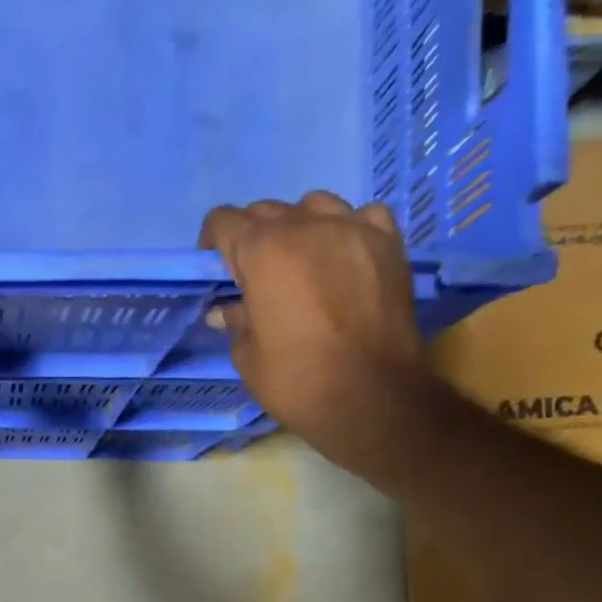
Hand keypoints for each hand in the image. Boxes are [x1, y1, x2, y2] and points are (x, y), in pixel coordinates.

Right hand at [199, 191, 423, 469]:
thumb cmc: (295, 380)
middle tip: (254, 274)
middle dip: (253, 237)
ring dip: (299, 226)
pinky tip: (343, 258)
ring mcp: (353, 227)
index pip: (224, 222)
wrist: (369, 396)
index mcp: (262, 251)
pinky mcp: (388, 242)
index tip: (216, 268)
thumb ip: (236, 320)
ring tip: (301, 261)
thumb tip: (225, 310)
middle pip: (267, 211)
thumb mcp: (247, 355)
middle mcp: (306, 225)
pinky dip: (346, 230)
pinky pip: (361, 216)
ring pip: (314, 205)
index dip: (213, 242)